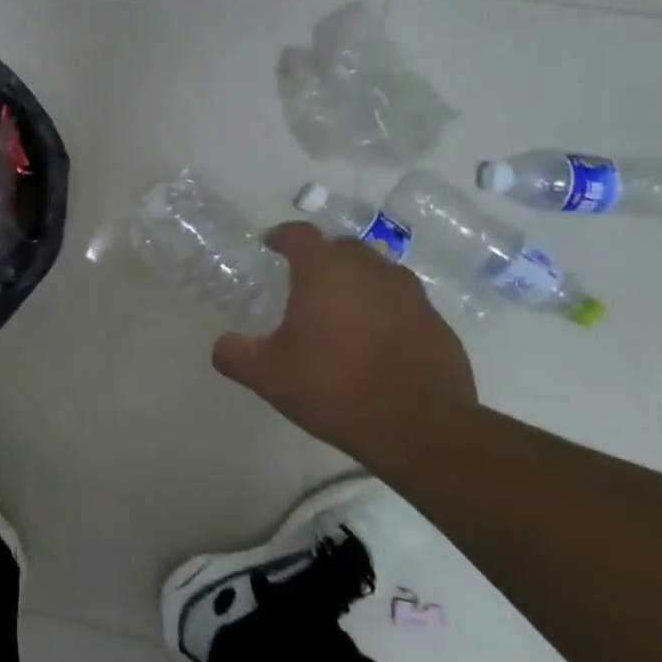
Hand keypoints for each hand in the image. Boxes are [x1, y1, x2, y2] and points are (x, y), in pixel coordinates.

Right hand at [211, 222, 475, 455]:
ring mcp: (411, 296)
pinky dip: (386, 311)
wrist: (420, 428)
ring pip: (378, 273)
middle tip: (304, 282)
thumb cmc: (333, 388)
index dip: (281, 236)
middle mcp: (370, 271)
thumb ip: (235, 353)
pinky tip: (375, 342)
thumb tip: (223, 344)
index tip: (270, 246)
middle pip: (343, 247)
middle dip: (323, 257)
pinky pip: (404, 304)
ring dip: (358, 282)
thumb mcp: (267, 375)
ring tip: (342, 311)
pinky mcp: (439, 324)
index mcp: (325, 272)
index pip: (299, 234)